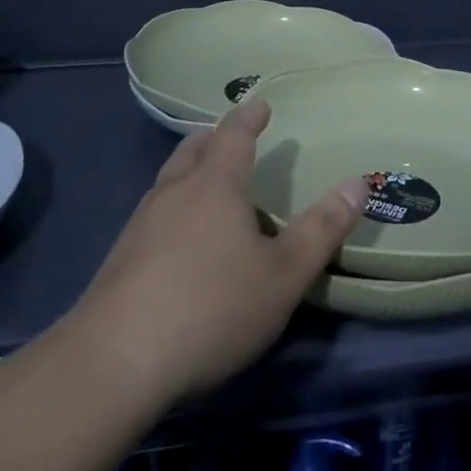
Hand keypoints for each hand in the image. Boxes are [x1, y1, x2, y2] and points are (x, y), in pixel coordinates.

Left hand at [70, 98, 365, 402]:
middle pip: (192, 149)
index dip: (250, 116)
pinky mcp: (118, 261)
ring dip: (189, 171)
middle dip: (213, 138)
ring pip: (168, 180)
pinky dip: (172, 208)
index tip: (261, 104)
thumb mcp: (282, 275)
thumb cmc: (210, 308)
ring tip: (205, 183)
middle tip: (229, 137)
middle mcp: (174, 192)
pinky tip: (176, 239)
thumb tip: (359, 183)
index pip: (234, 134)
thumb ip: (322, 229)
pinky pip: (152, 214)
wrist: (112, 365)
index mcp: (215, 185)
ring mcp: (140, 225)